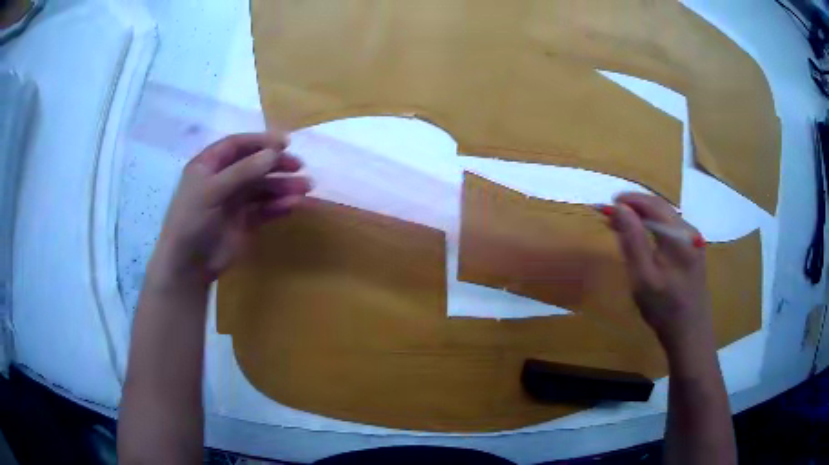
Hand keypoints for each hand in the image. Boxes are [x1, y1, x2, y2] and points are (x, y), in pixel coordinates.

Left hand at [148, 132, 311, 285]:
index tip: (285, 143)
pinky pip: (265, 208)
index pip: (237, 145)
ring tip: (305, 188)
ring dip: (283, 186)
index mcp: (208, 165)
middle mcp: (223, 179)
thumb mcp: (213, 191)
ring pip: (262, 187)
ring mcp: (234, 201)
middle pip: (253, 165)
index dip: (260, 141)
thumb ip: (243, 171)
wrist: (188, 265)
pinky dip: (279, 205)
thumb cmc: (192, 220)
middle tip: (299, 166)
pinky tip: (294, 204)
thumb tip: (274, 153)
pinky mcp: (244, 221)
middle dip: (276, 164)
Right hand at [608, 193, 713, 350]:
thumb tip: (618, 208)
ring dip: (645, 216)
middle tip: (612, 213)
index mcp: (679, 236)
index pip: (653, 204)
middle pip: (661, 208)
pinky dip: (654, 227)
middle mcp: (690, 232)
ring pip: (666, 218)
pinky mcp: (694, 252)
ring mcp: (694, 241)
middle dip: (636, 206)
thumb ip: (632, 240)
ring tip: (624, 224)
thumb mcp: (643, 277)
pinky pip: (671, 230)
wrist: (690, 334)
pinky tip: (645, 238)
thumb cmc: (664, 309)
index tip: (608, 203)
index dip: (630, 200)